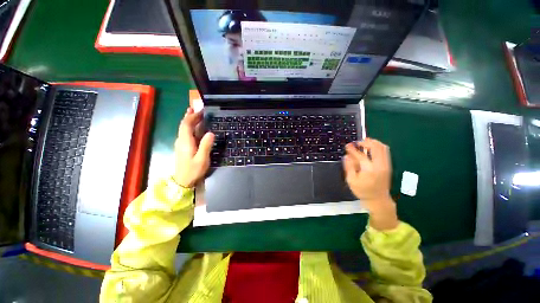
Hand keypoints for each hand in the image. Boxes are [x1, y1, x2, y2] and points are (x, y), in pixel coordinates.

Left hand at [173, 107, 214, 187]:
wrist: (182, 181)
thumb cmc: (193, 171)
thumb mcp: (202, 159)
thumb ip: (206, 145)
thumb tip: (211, 133)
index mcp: (185, 142)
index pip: (186, 125)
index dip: (192, 117)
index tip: (200, 111)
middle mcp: (181, 141)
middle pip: (183, 125)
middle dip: (189, 116)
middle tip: (196, 109)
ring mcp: (180, 144)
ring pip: (183, 129)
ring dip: (189, 121)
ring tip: (194, 114)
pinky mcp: (182, 148)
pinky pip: (185, 134)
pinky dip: (189, 127)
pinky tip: (194, 128)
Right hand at [343, 138, 397, 229]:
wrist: (379, 200)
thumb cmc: (363, 191)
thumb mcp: (351, 181)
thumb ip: (349, 167)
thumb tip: (346, 156)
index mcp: (369, 170)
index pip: (360, 155)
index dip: (353, 149)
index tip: (347, 145)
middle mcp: (380, 165)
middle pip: (376, 147)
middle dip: (366, 142)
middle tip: (357, 142)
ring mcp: (386, 165)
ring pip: (383, 147)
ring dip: (373, 143)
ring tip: (364, 143)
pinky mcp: (388, 165)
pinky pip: (385, 151)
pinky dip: (378, 147)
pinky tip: (370, 148)